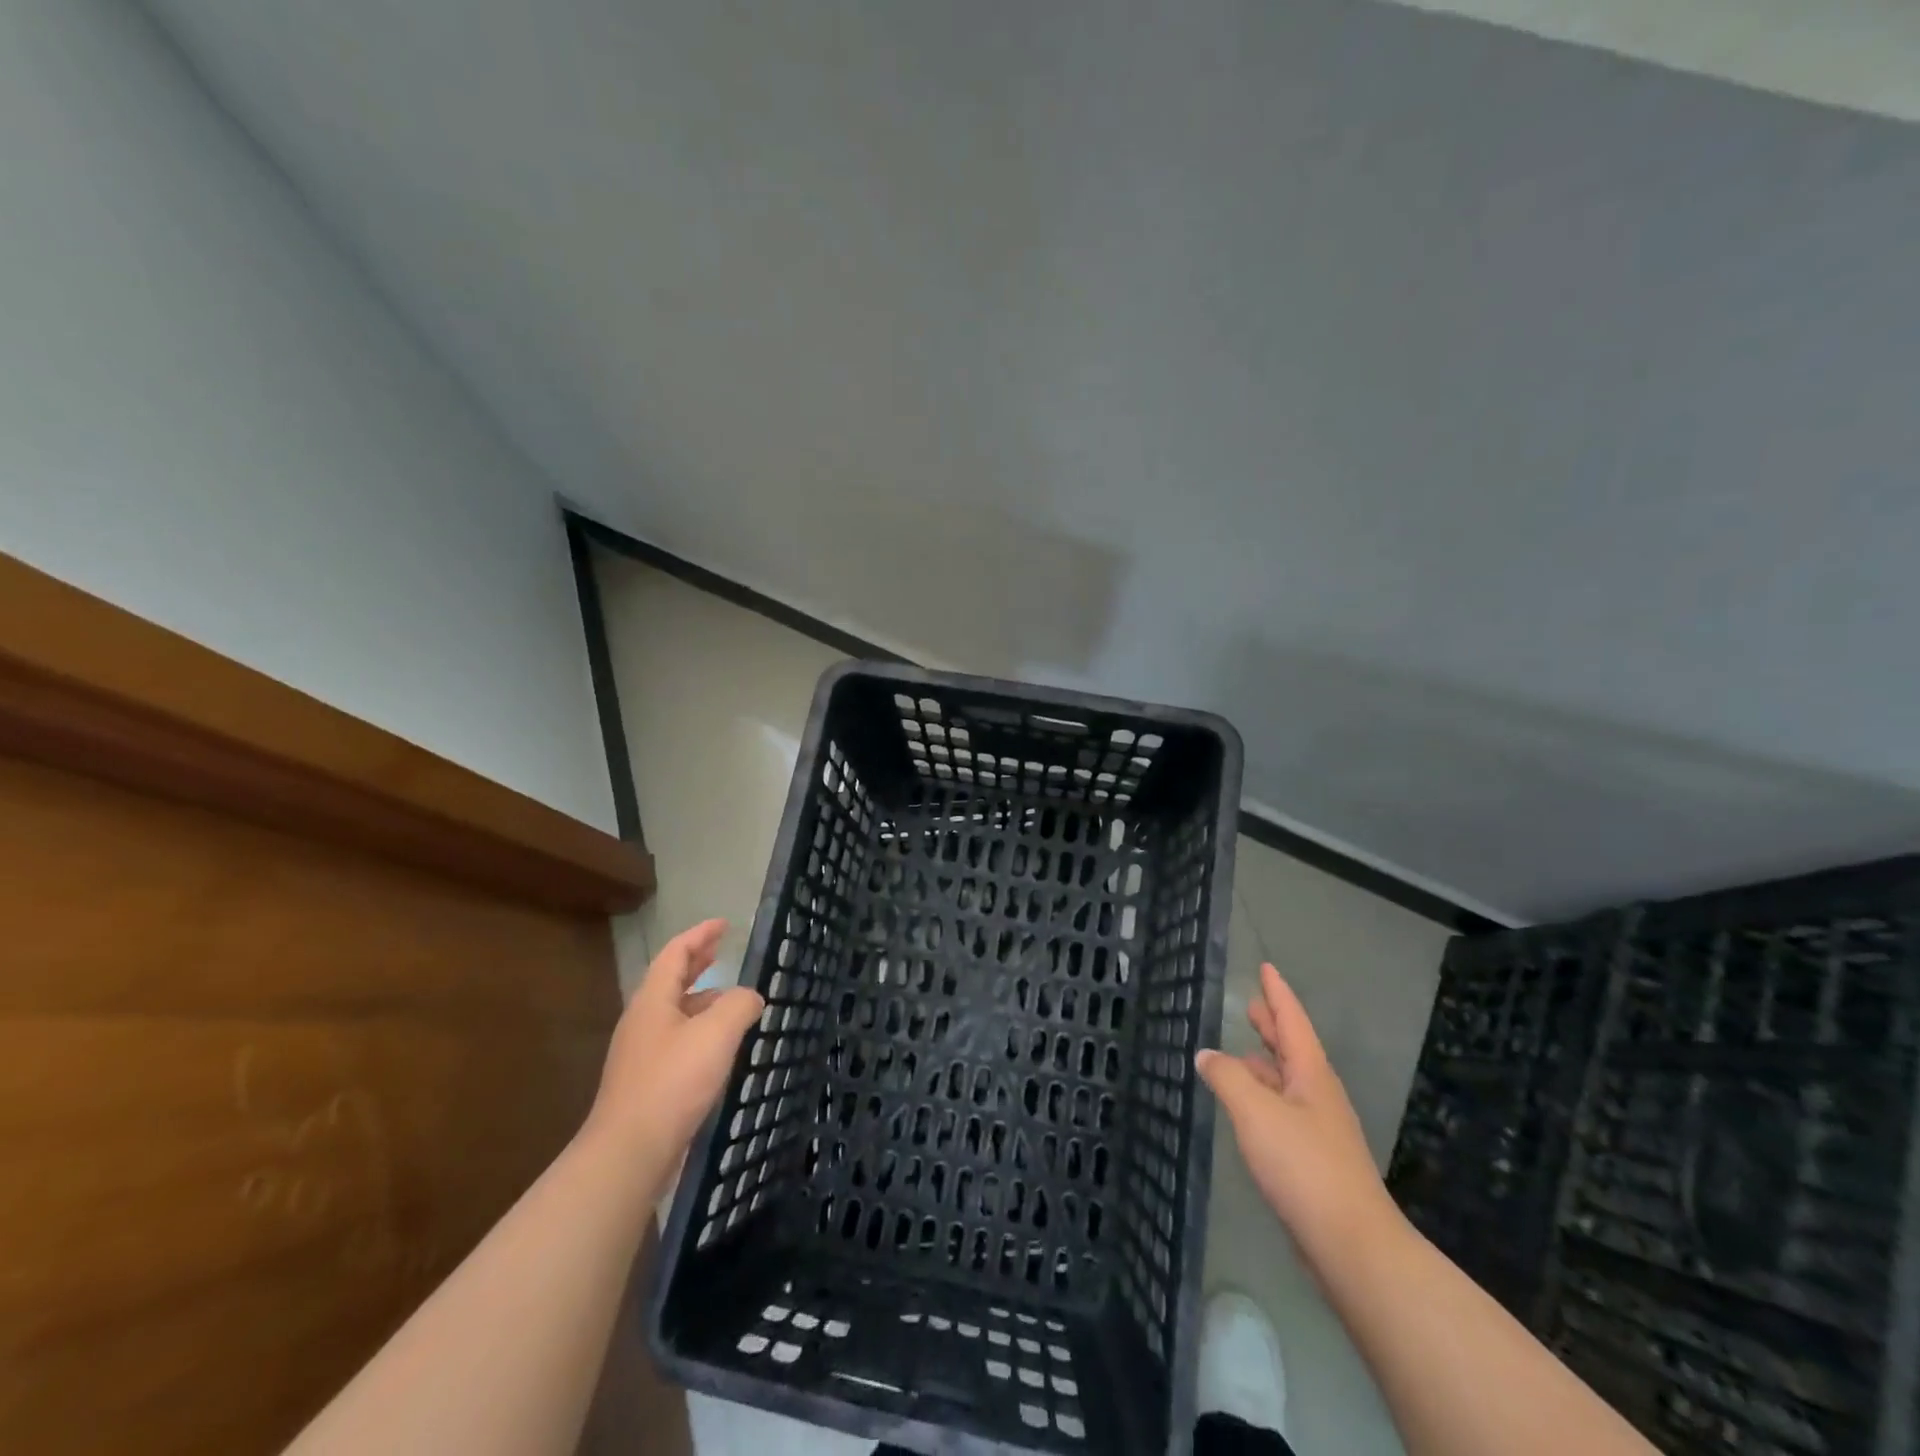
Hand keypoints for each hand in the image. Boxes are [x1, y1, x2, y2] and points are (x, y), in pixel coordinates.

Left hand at [585, 919, 764, 1165]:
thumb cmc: (672, 1082)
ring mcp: (642, 1054)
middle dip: (697, 962)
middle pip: (671, 980)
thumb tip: (750, 997)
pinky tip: (720, 1047)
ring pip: (675, 1013)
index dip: (700, 935)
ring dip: (702, 999)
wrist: (629, 1153)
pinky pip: (677, 1041)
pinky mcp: (647, 1083)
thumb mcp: (716, 1034)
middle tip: (721, 949)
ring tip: (732, 1000)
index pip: (676, 954)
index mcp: (653, 1001)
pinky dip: (700, 1030)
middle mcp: (643, 1022)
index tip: (723, 924)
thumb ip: (739, 1005)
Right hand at [1197, 963, 1400, 1259]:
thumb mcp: (1255, 1112)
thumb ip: (1227, 1077)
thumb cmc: (1303, 1166)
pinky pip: (1283, 1111)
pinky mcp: (1314, 1161)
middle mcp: (1319, 1095)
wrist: (1352, 1245)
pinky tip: (1247, 1109)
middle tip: (1252, 1005)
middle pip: (1293, 1049)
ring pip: (1287, 1082)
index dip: (1277, 993)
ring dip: (1266, 1063)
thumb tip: (1207, 1054)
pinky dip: (1263, 1096)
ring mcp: (1319, 1129)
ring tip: (1241, 1052)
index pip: (1292, 1021)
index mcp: (1311, 1074)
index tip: (1266, 968)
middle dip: (1272, 1026)